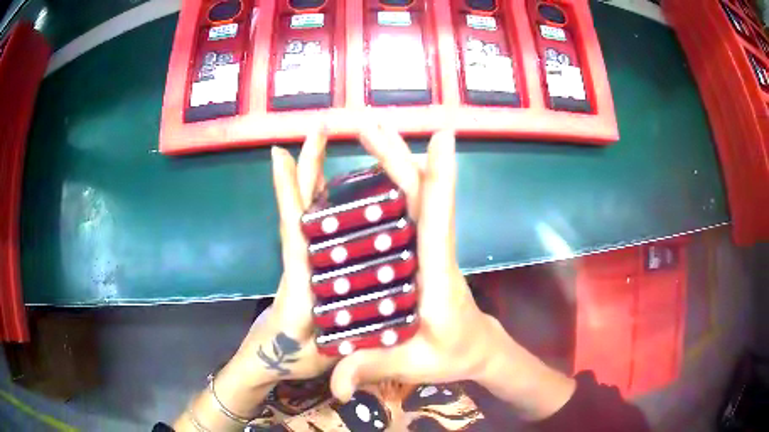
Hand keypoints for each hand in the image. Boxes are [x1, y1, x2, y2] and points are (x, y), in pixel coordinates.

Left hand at [175, 131, 335, 430]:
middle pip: (303, 202)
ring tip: (332, 141)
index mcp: (302, 278)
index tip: (279, 153)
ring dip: (318, 172)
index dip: (288, 191)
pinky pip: (321, 221)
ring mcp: (309, 257)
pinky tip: (345, 183)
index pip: (293, 226)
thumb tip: (354, 330)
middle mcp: (304, 258)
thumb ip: (332, 343)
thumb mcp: (317, 353)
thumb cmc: (293, 357)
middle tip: (319, 126)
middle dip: (308, 163)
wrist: (276, 359)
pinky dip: (326, 197)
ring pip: (313, 207)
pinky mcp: (314, 260)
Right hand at [329, 126, 575, 420]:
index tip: (443, 135)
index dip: (441, 176)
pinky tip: (376, 172)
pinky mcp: (424, 250)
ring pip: (415, 194)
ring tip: (372, 133)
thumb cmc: (453, 354)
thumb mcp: (413, 365)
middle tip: (370, 124)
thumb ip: (374, 368)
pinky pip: (411, 208)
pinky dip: (395, 182)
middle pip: (420, 193)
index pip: (440, 219)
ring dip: (395, 161)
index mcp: (438, 275)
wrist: (479, 349)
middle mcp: (436, 251)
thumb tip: (337, 387)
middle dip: (397, 155)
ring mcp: (431, 248)